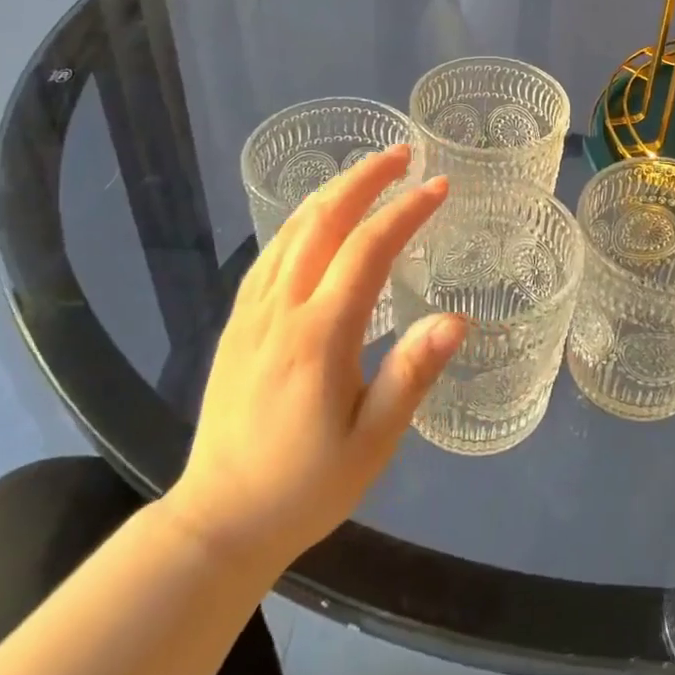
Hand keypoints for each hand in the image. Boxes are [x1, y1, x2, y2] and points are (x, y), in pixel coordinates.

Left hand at [160, 148, 465, 570]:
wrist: (217, 521)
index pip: (368, 249)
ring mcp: (253, 312)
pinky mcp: (237, 322)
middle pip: (323, 220)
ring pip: (292, 228)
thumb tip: (456, 319)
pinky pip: (271, 252)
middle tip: (402, 153)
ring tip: (368, 170)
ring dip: (333, 190)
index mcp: (320, 336)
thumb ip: (412, 375)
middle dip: (365, 178)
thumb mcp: (373, 443)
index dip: (406, 211)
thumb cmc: (306, 486)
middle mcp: (282, 309)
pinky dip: (301, 218)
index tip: (439, 186)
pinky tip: (317, 215)